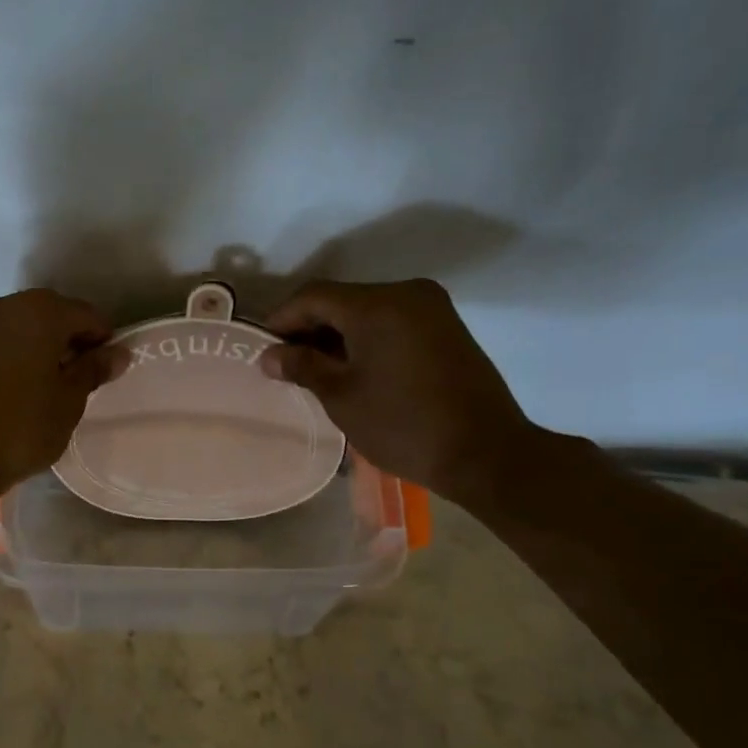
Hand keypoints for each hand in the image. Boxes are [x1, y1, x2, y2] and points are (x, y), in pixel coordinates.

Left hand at [0, 289, 122, 502]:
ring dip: (41, 346)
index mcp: (40, 311)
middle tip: (80, 379)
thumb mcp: (68, 402)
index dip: (103, 341)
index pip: (87, 315)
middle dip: (70, 340)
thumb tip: (118, 353)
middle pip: (52, 314)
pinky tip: (18, 387)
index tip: (107, 371)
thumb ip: (93, 370)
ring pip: (22, 326)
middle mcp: (6, 306)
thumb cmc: (20, 428)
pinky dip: (15, 354)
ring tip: (49, 385)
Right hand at [260, 279, 540, 503]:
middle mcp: (407, 293)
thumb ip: (302, 367)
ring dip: (337, 335)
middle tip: (284, 363)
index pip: (313, 296)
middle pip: (341, 300)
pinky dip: (365, 339)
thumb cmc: (404, 425)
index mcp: (378, 304)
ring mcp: (432, 309)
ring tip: (314, 370)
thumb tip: (268, 355)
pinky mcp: (446, 328)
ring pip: (367, 311)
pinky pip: (392, 322)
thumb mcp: (342, 396)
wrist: (486, 454)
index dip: (281, 319)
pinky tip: (351, 368)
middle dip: (308, 328)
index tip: (261, 348)